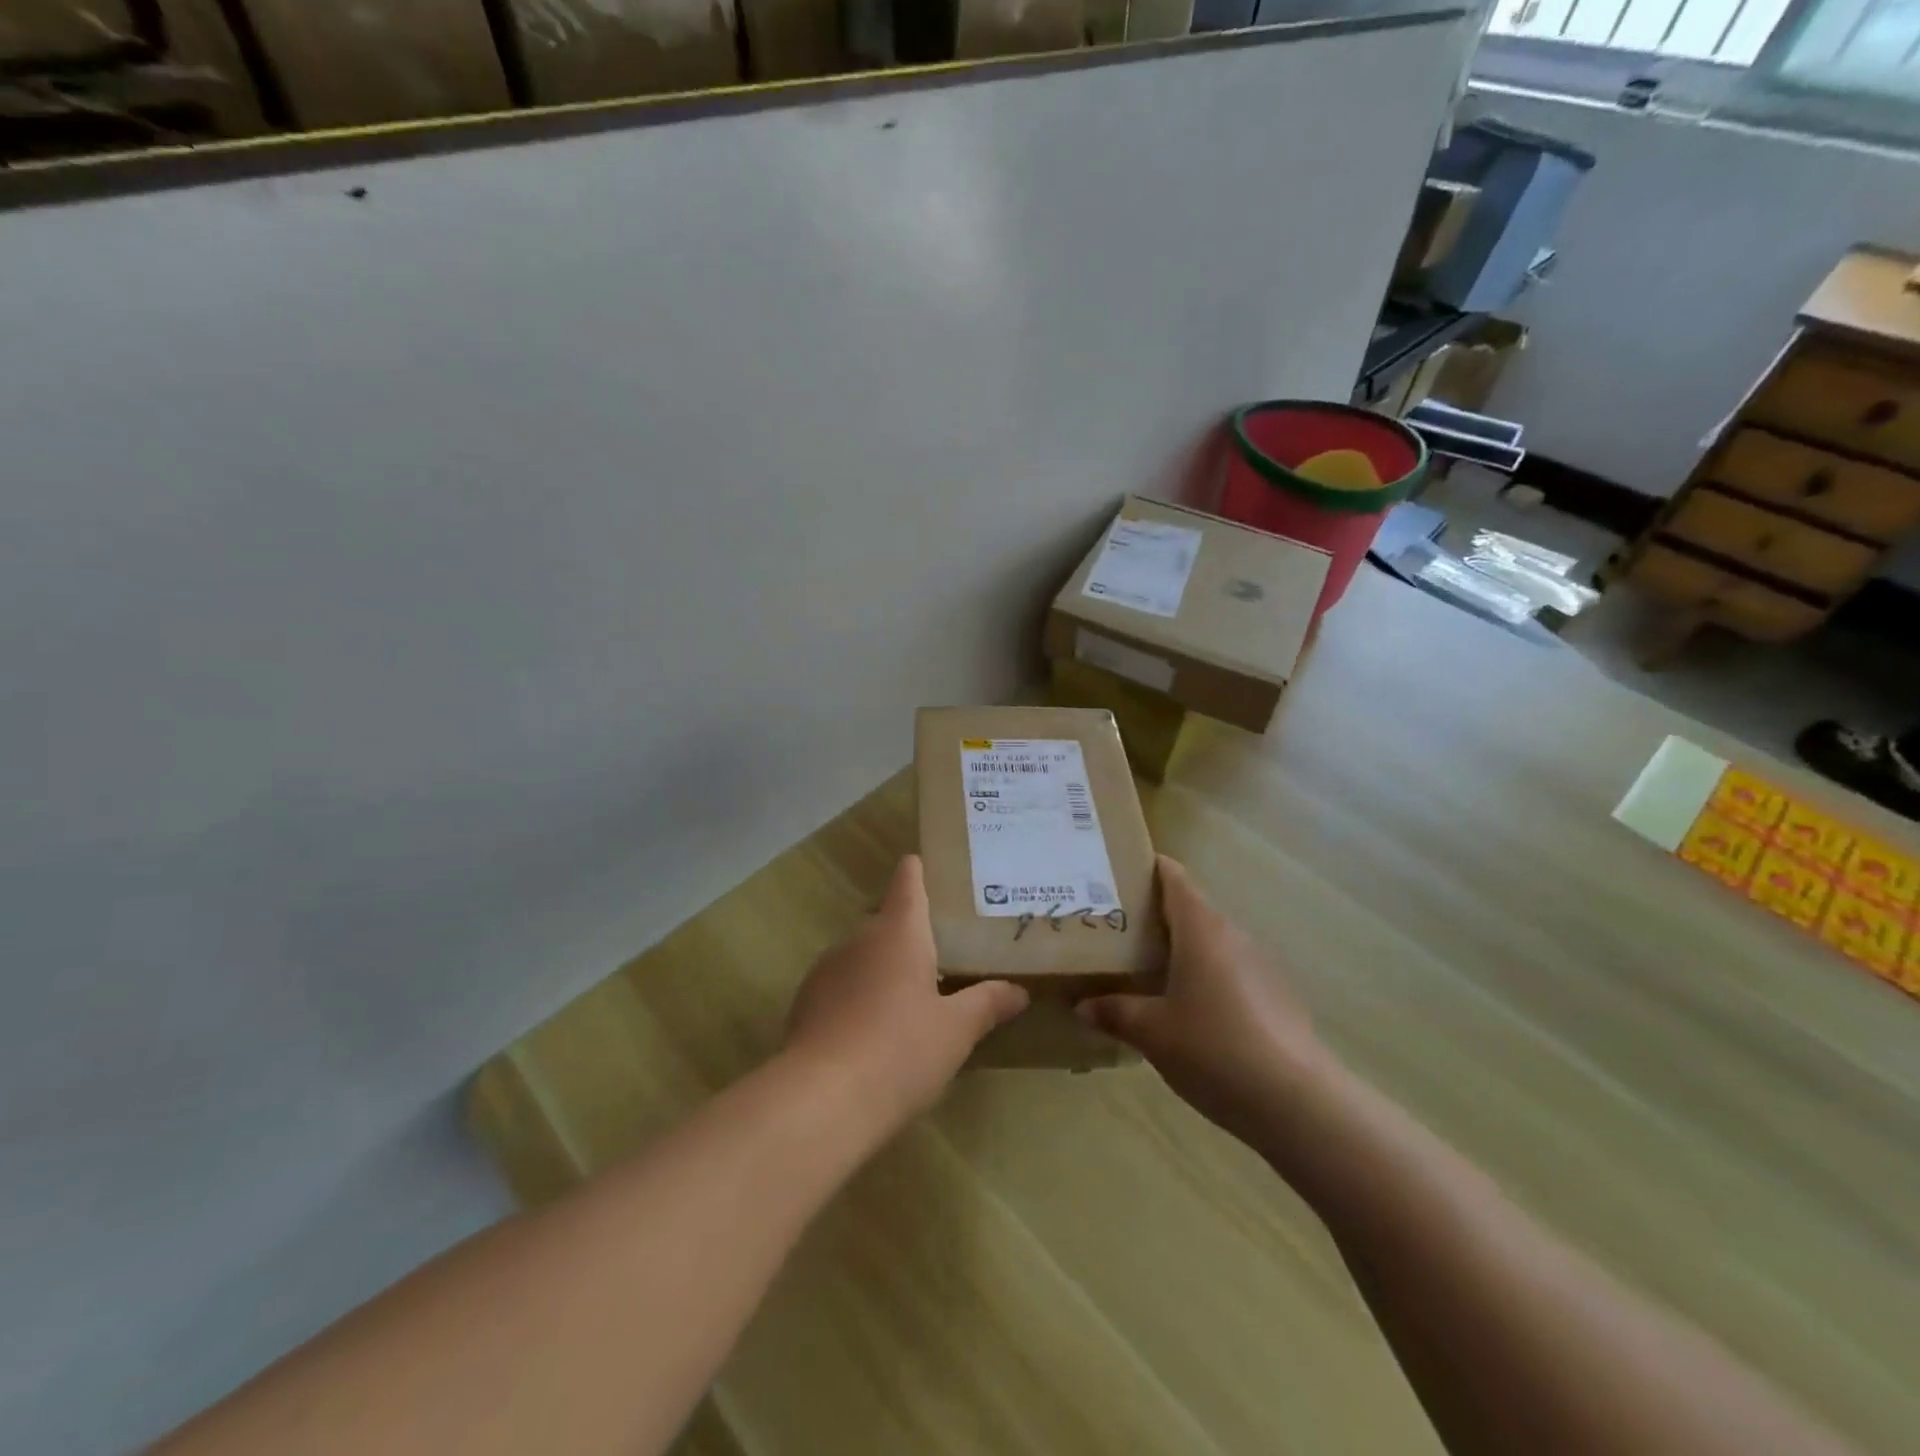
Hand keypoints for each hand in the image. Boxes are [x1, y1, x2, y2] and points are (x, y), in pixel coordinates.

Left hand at [784, 856, 1028, 1128]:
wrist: (821, 1100)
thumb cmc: (900, 1051)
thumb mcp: (956, 1031)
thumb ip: (987, 1004)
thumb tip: (1018, 991)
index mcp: (899, 932)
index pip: (908, 880)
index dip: (919, 871)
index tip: (932, 869)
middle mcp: (859, 938)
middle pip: (886, 920)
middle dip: (910, 933)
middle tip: (942, 954)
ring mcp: (827, 969)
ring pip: (862, 955)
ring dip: (883, 967)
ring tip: (909, 999)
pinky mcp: (806, 1002)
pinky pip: (841, 986)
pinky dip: (858, 996)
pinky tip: (872, 1032)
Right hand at [1077, 857, 1325, 1145]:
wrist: (1298, 1103)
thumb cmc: (1214, 1050)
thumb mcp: (1152, 1033)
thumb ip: (1115, 1012)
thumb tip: (1083, 1004)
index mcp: (1201, 929)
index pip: (1173, 878)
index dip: (1147, 869)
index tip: (1117, 874)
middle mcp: (1233, 935)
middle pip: (1190, 909)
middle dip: (1155, 915)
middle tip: (1116, 932)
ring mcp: (1261, 965)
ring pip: (1211, 942)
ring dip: (1181, 949)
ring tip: (1146, 971)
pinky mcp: (1277, 996)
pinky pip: (1231, 971)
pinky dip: (1205, 976)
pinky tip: (1189, 1011)